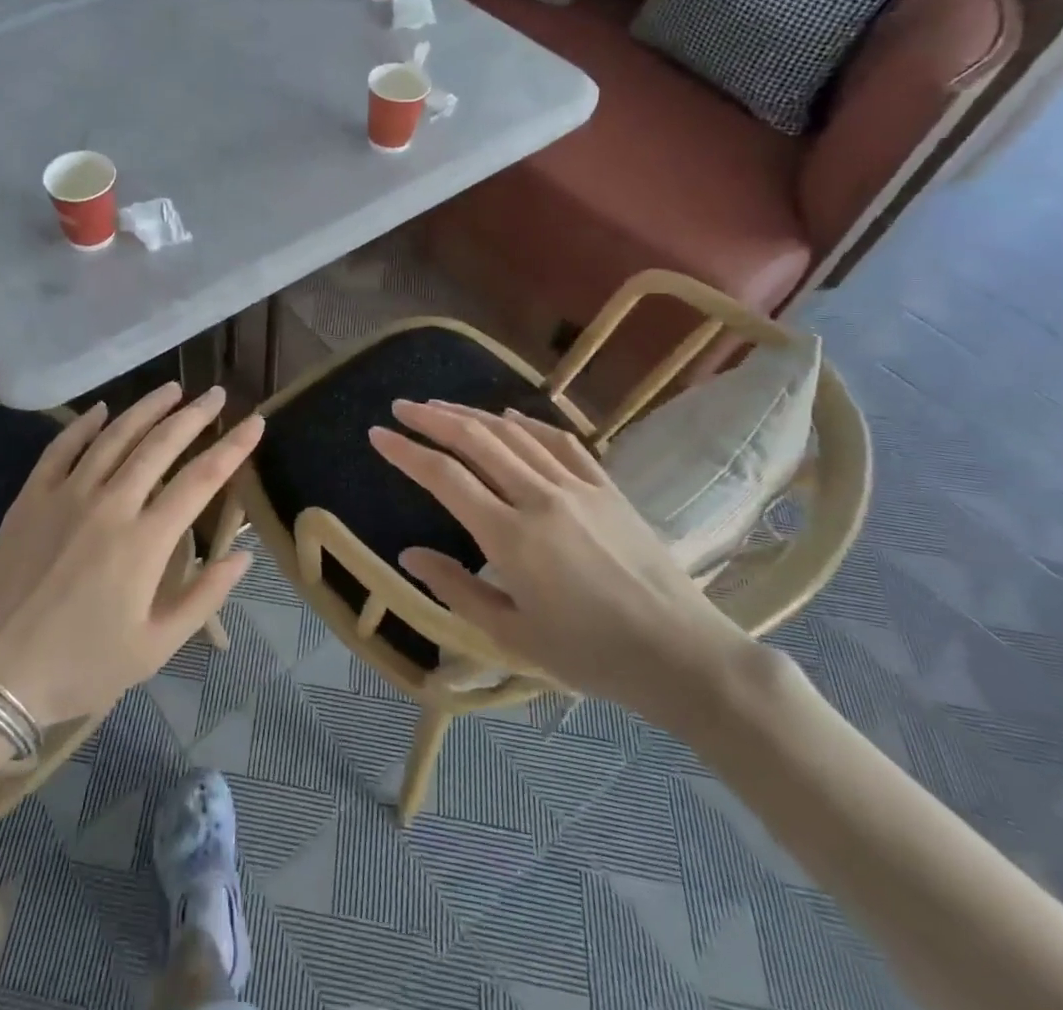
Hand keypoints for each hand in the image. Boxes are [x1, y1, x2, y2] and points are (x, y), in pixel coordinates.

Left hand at [0, 382, 261, 725]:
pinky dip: (84, 424)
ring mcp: (67, 495)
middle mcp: (111, 504)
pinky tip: (101, 409)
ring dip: (146, 408)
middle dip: (194, 416)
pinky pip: (62, 448)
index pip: (201, 480)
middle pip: (160, 445)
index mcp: (146, 541)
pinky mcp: (31, 497)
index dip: (232, 447)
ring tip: (172, 389)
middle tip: (215, 394)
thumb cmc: (82, 665)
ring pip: (114, 437)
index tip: (254, 421)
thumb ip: (204, 596)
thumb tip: (243, 555)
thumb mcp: (155, 647)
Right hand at [370, 400, 758, 726]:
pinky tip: (509, 417)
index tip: (378, 434)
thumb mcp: (513, 636)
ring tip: (441, 406)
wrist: (684, 656)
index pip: (444, 477)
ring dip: (472, 415)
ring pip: (513, 434)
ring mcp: (577, 487)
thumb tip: (409, 555)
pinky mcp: (607, 488)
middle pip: (476, 440)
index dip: (405, 451)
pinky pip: (560, 442)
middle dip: (433, 418)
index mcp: (510, 536)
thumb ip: (456, 590)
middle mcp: (539, 498)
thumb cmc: (591, 655)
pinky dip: (527, 424)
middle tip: (402, 407)